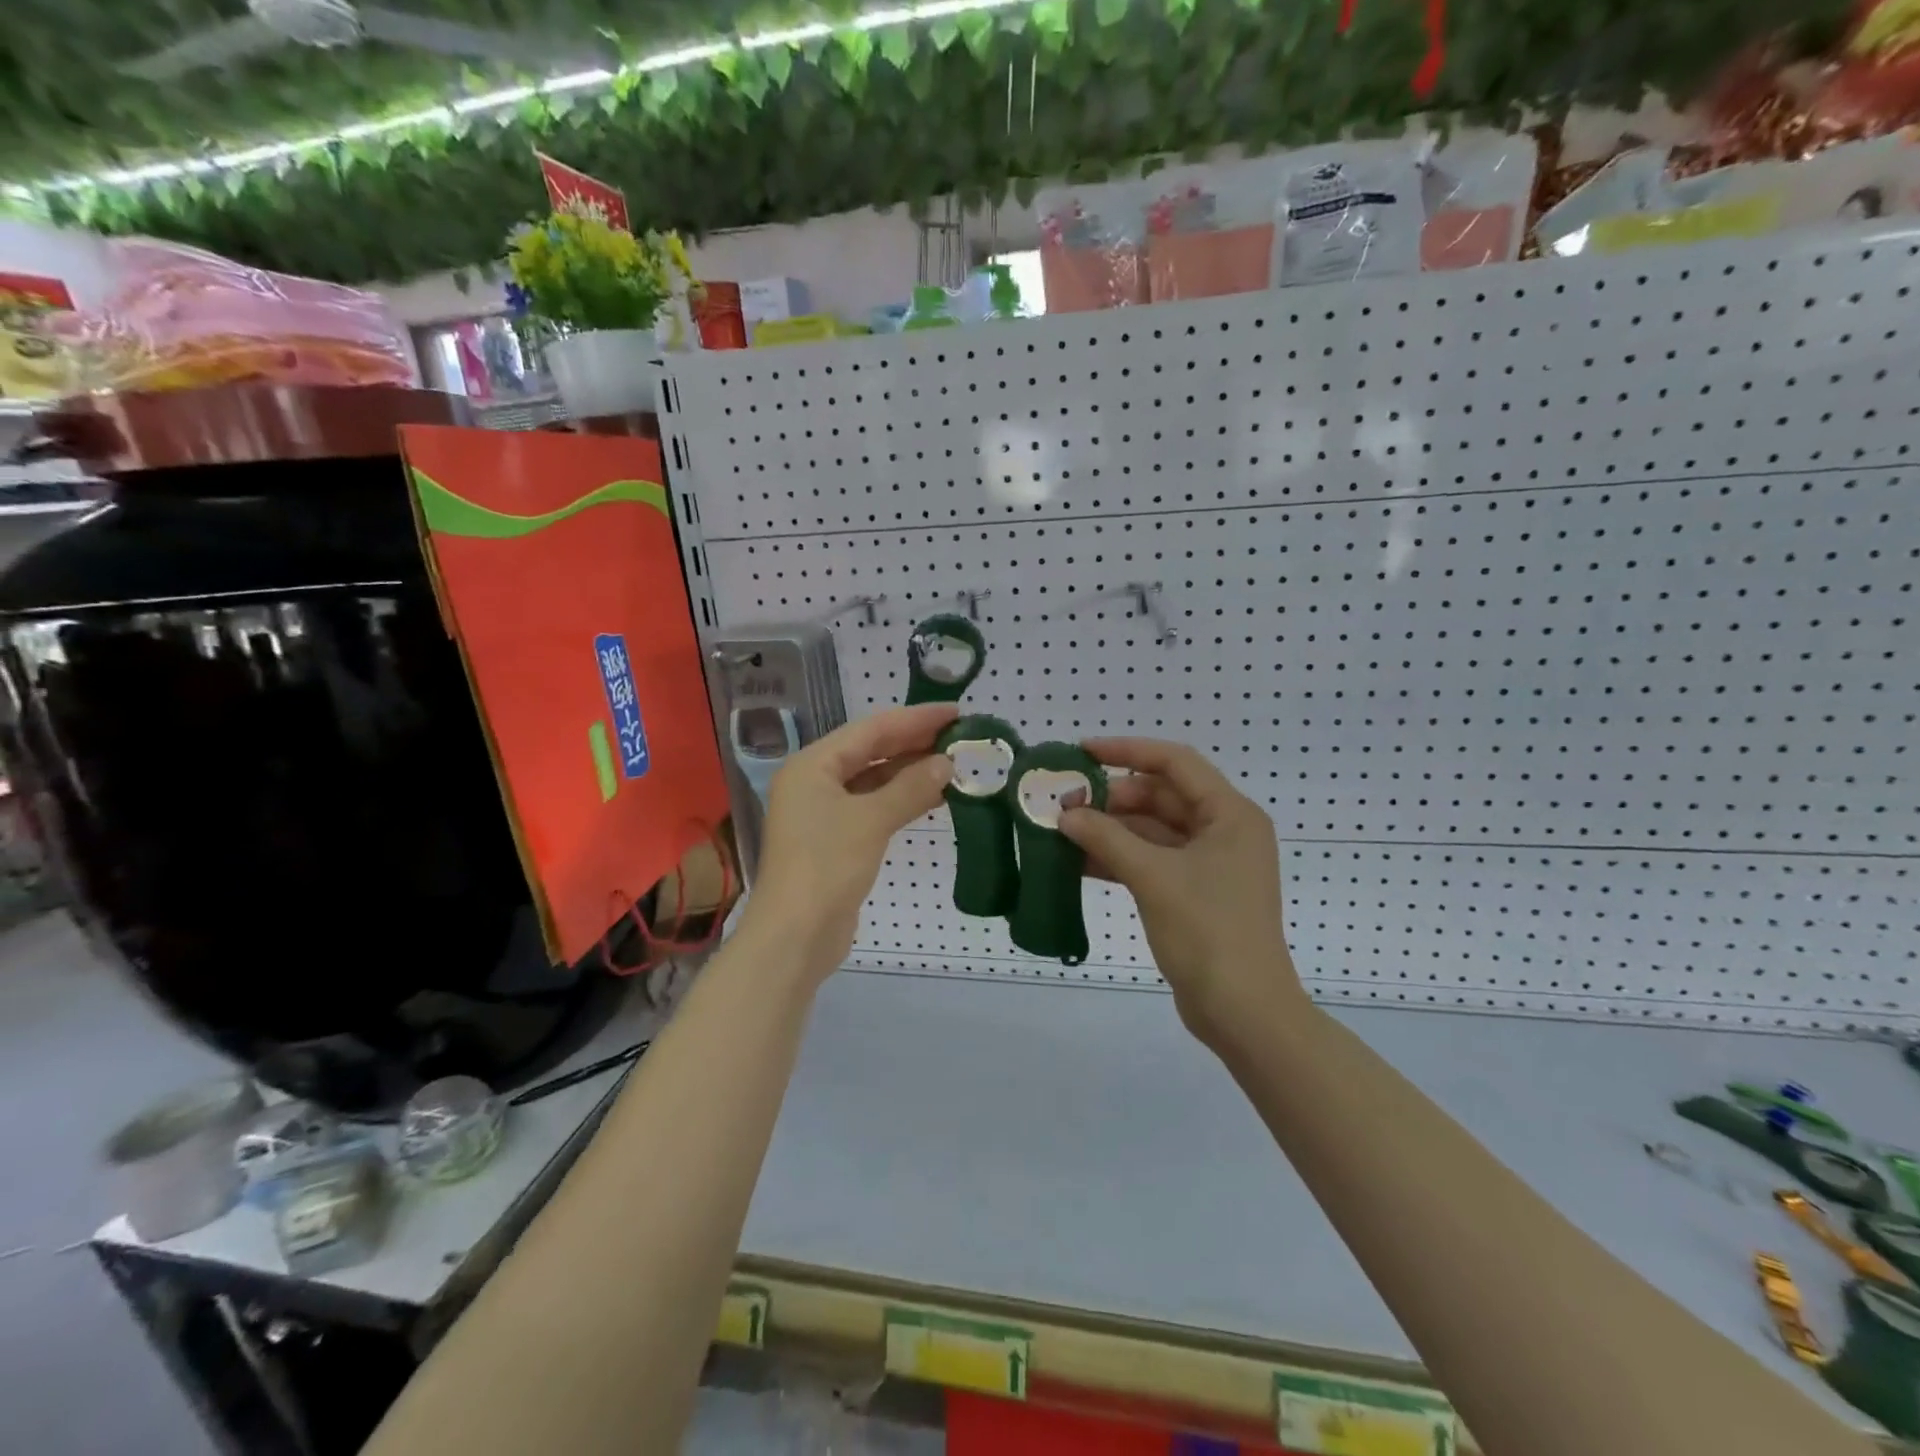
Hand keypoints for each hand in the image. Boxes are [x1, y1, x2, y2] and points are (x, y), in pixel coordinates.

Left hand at [741, 703, 957, 983]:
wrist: (795, 935)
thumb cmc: (827, 865)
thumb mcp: (871, 820)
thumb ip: (910, 787)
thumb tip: (947, 763)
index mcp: (812, 765)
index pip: (870, 729)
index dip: (914, 719)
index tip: (954, 713)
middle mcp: (814, 781)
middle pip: (870, 751)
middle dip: (914, 743)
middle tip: (959, 736)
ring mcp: (823, 812)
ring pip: (873, 780)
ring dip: (910, 772)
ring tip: (953, 764)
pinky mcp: (835, 840)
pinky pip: (873, 806)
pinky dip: (901, 799)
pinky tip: (932, 798)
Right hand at [1059, 738, 1304, 1043]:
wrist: (1244, 1012)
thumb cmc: (1208, 932)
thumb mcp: (1154, 877)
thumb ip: (1107, 838)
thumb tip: (1066, 814)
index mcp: (1230, 814)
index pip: (1175, 763)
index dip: (1127, 751)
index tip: (1082, 753)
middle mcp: (1223, 830)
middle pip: (1160, 796)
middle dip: (1111, 799)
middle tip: (1065, 806)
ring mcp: (1209, 864)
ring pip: (1151, 831)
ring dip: (1110, 829)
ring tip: (1062, 831)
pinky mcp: (1193, 892)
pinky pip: (1151, 860)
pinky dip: (1118, 858)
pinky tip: (1078, 862)